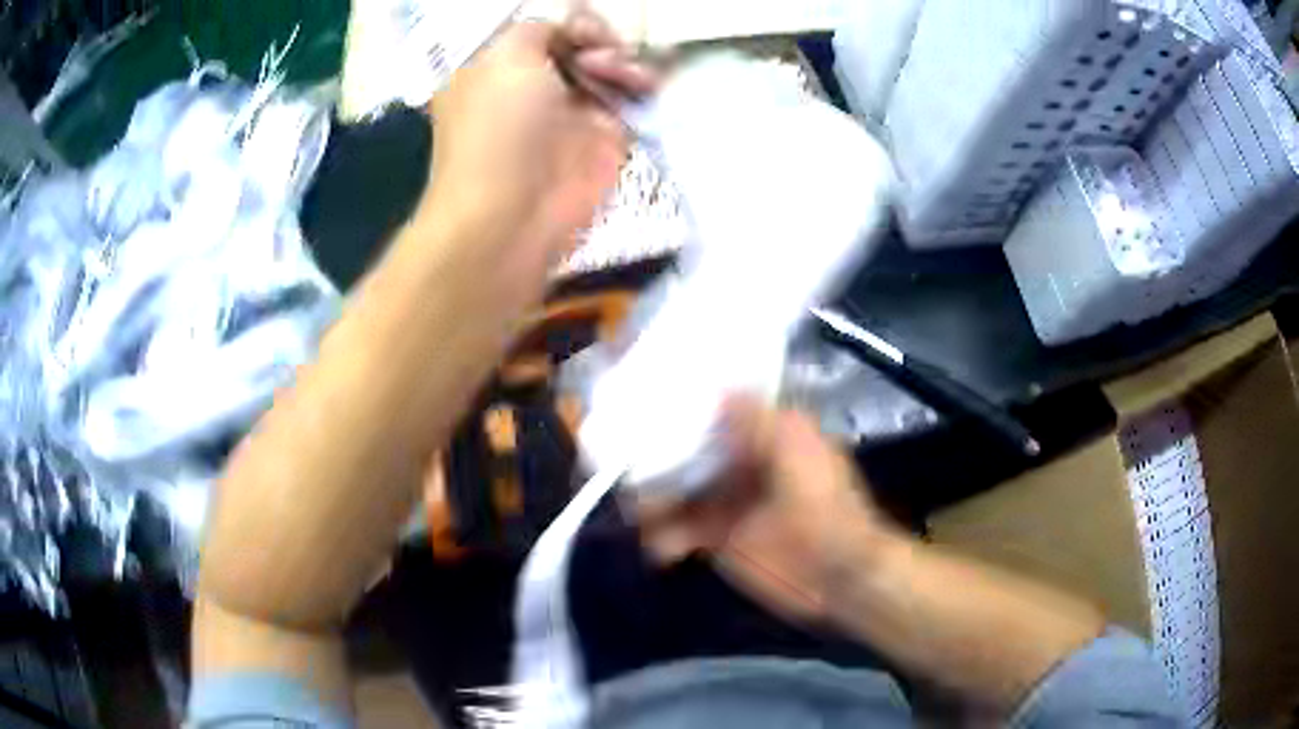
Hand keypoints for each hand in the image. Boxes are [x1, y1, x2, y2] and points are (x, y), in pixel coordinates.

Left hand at [425, 15, 658, 258]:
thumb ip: (540, 27)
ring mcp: (569, 109)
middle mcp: (533, 83)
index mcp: (497, 64)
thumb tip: (572, 30)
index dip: (568, 20)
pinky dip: (642, 85)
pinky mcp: (603, 135)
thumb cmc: (498, 128)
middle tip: (602, 51)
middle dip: (598, 37)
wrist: (513, 214)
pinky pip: (630, 96)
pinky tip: (646, 84)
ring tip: (621, 73)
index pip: (543, 27)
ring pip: (609, 65)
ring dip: (621, 60)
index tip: (580, 27)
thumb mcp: (507, 55)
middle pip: (580, 41)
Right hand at [639, 397, 899, 622]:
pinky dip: (663, 538)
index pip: (716, 412)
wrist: (837, 572)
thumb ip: (758, 420)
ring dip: (650, 500)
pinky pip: (678, 533)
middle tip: (624, 464)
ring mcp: (726, 504)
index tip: (644, 401)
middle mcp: (739, 464)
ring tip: (634, 511)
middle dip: (654, 457)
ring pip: (675, 493)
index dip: (682, 407)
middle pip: (686, 452)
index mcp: (763, 437)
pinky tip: (661, 549)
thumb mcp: (797, 450)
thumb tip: (719, 387)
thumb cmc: (822, 505)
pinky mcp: (718, 541)